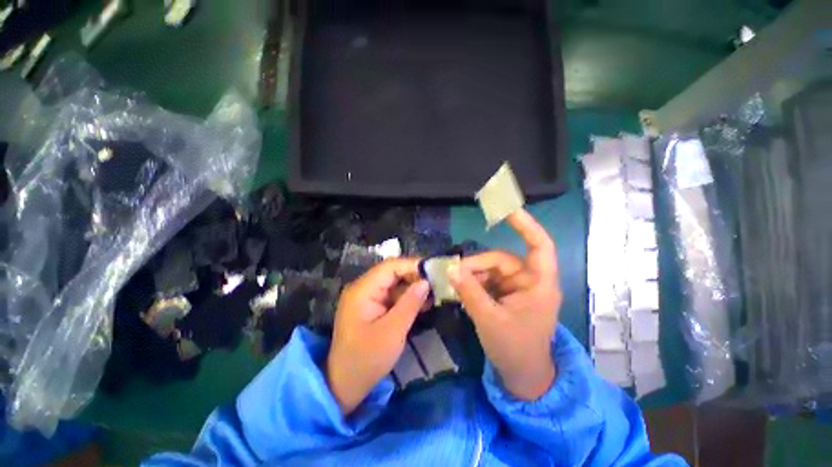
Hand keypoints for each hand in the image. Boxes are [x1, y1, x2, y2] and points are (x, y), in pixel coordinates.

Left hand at [326, 259, 429, 414]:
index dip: (412, 266)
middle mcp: (363, 288)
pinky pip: (392, 296)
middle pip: (392, 273)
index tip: (433, 272)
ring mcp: (367, 297)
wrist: (344, 385)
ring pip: (394, 284)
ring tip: (434, 293)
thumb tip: (426, 282)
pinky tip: (423, 303)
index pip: (390, 267)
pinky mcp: (372, 307)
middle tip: (437, 283)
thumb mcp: (393, 331)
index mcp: (362, 290)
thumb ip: (410, 303)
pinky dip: (407, 298)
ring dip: (413, 288)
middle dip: (414, 277)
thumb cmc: (367, 359)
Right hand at [449, 209, 561, 400]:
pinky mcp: (505, 295)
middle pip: (501, 260)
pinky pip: (486, 281)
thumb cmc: (515, 349)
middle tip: (453, 273)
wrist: (521, 376)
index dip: (526, 225)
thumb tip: (451, 268)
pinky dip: (473, 283)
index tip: (507, 210)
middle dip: (476, 266)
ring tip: (453, 284)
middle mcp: (528, 281)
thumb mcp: (489, 319)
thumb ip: (470, 291)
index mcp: (539, 284)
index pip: (539, 246)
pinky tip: (460, 290)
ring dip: (471, 276)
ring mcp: (515, 288)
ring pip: (490, 271)